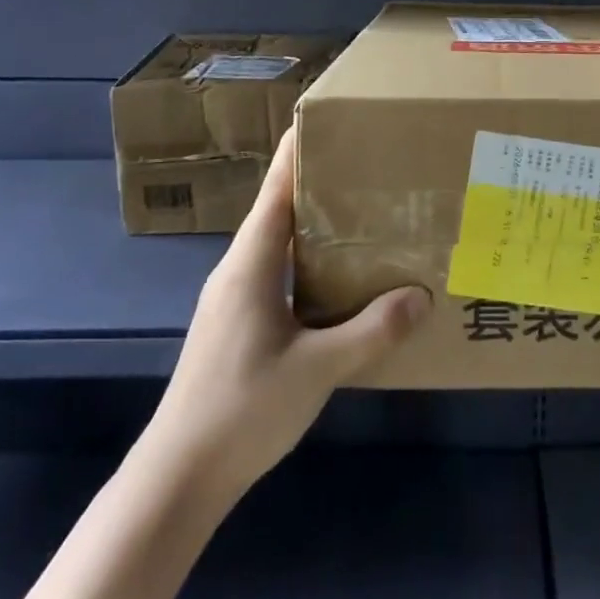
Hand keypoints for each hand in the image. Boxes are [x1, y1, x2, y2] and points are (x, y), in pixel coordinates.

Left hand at [143, 128, 429, 501]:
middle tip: (371, 166)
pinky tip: (341, 280)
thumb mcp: (317, 369)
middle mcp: (238, 270)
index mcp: (250, 263)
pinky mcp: (237, 325)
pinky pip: (278, 273)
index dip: (300, 150)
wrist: (176, 480)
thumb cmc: (242, 409)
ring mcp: (233, 299)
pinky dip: (309, 261)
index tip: (332, 118)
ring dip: (317, 225)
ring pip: (280, 244)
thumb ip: (372, 331)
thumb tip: (423, 295)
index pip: (277, 188)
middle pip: (280, 209)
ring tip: (365, 214)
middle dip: (321, 183)